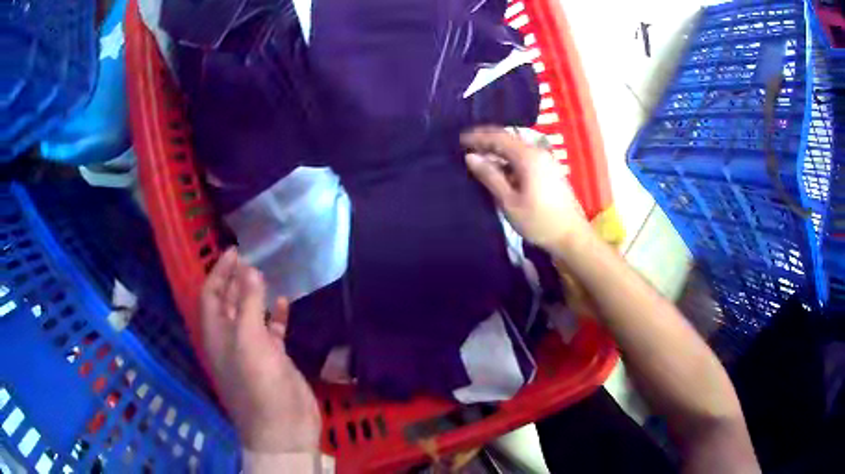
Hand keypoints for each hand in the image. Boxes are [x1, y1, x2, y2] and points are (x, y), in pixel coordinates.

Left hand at [200, 248, 320, 452]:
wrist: (283, 426)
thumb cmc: (258, 383)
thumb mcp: (248, 340)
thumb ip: (249, 304)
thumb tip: (250, 270)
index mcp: (216, 334)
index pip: (211, 295)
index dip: (219, 272)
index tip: (235, 251)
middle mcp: (230, 339)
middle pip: (229, 302)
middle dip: (236, 279)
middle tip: (252, 257)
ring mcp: (252, 350)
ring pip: (250, 315)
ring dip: (255, 295)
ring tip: (267, 273)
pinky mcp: (273, 359)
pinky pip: (271, 330)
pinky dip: (276, 315)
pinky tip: (284, 302)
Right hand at [461, 127, 590, 253]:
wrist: (571, 236)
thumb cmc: (539, 221)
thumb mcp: (509, 201)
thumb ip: (490, 176)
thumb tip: (470, 157)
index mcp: (528, 156)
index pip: (498, 137)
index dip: (477, 137)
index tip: (459, 140)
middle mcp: (538, 152)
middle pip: (508, 139)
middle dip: (486, 141)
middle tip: (466, 147)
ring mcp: (546, 161)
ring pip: (516, 148)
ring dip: (497, 151)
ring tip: (478, 158)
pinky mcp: (549, 171)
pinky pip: (524, 157)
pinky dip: (508, 160)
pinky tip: (499, 169)